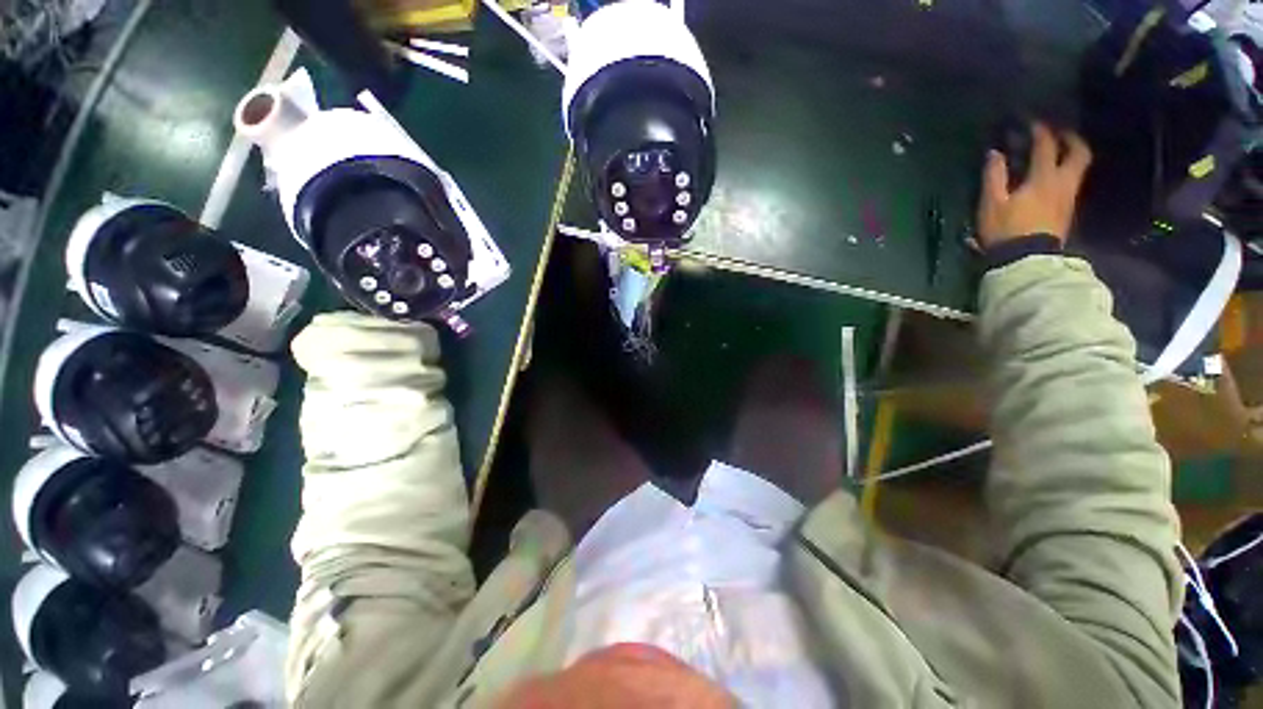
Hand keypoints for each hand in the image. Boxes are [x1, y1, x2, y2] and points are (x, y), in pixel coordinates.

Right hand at [977, 123, 1091, 248]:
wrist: (1025, 260)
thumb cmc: (1006, 230)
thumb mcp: (992, 203)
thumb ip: (994, 176)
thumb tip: (994, 153)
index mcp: (1044, 178)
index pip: (1046, 146)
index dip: (1040, 131)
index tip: (1033, 122)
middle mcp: (1063, 183)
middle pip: (1079, 153)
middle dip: (1071, 139)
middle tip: (1060, 133)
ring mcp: (1068, 198)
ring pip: (1079, 168)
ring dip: (1071, 155)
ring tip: (1059, 153)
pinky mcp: (1067, 211)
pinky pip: (1072, 183)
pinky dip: (1066, 172)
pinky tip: (1054, 176)